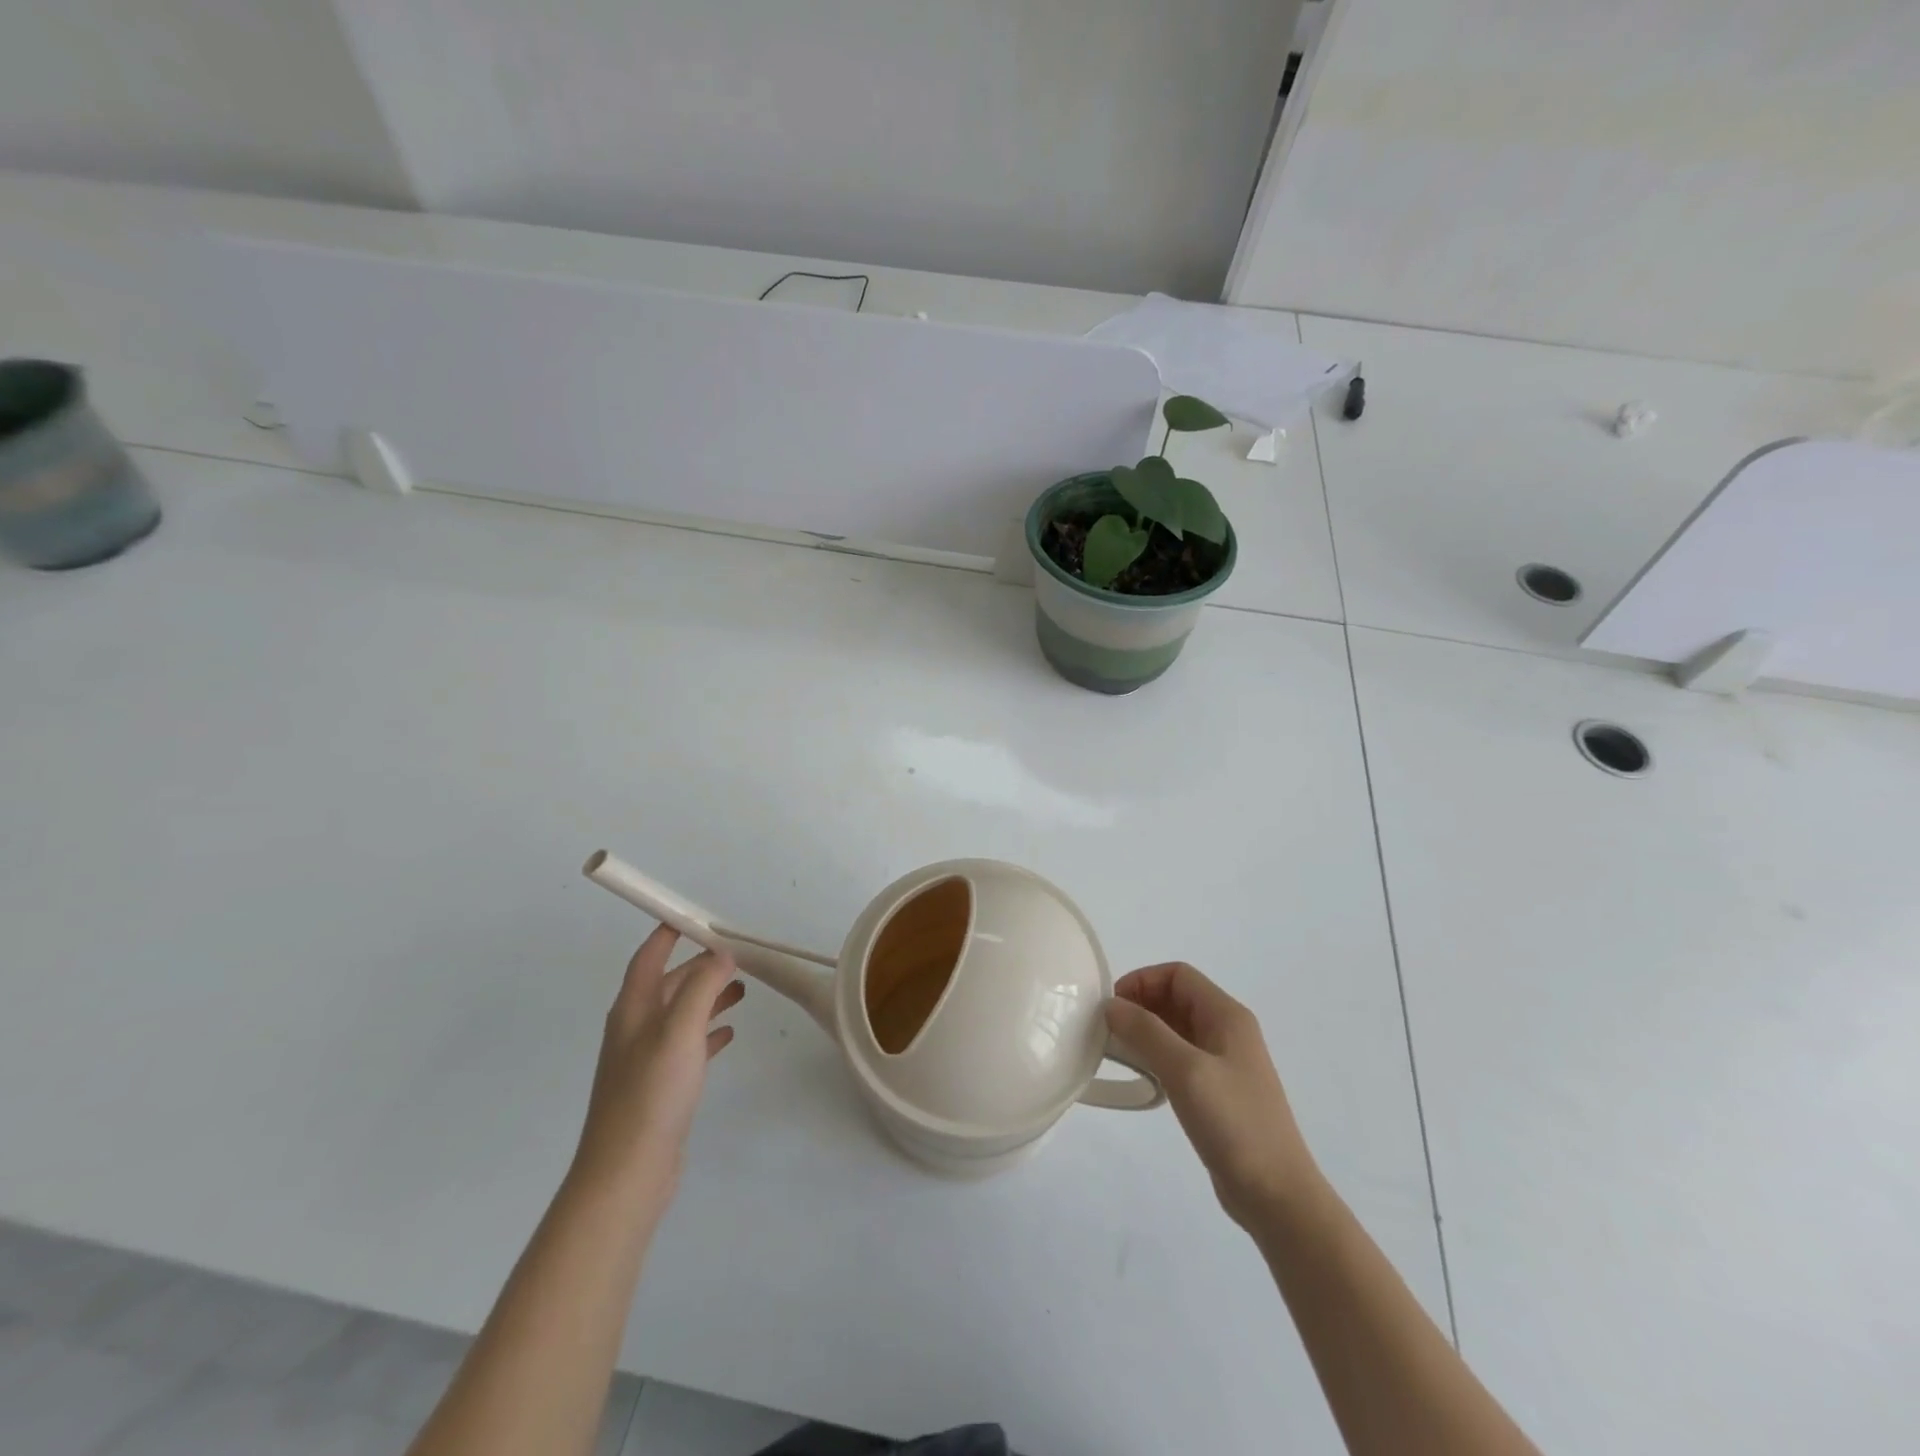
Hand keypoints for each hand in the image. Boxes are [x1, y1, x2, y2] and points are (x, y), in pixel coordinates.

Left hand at [571, 924, 744, 1206]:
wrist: (627, 1173)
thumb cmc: (651, 1093)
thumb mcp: (680, 1030)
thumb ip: (701, 987)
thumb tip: (722, 954)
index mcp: (633, 1008)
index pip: (649, 956)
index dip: (669, 932)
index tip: (697, 915)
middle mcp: (636, 1028)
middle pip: (669, 983)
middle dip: (701, 966)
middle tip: (738, 957)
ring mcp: (647, 1058)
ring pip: (681, 1013)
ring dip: (709, 997)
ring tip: (743, 990)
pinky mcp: (661, 1085)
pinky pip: (688, 1045)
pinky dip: (708, 1032)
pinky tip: (729, 1034)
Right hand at [1106, 962, 1317, 1227]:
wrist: (1276, 1195)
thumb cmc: (1234, 1123)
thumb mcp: (1185, 1070)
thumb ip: (1146, 1032)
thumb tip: (1111, 1005)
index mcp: (1227, 1015)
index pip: (1177, 975)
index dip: (1142, 981)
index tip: (1112, 1006)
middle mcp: (1227, 1031)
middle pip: (1176, 998)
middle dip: (1140, 1004)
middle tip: (1108, 1029)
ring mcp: (1224, 1062)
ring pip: (1176, 1028)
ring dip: (1146, 1031)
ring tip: (1117, 1051)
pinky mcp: (1218, 1090)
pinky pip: (1180, 1057)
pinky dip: (1156, 1056)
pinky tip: (1142, 1076)